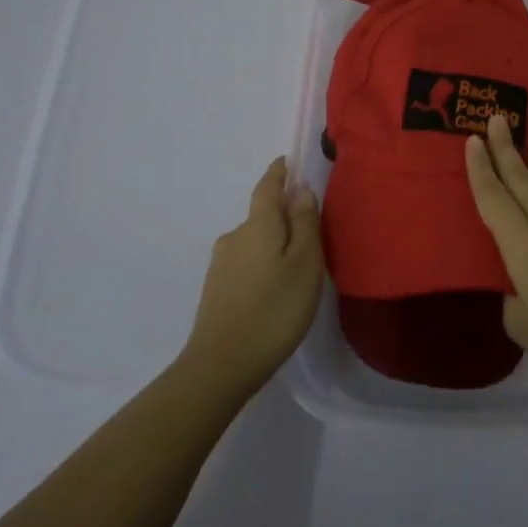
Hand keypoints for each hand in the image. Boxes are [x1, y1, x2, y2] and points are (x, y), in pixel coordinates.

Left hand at [182, 158, 323, 397]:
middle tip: (311, 234)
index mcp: (258, 225)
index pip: (267, 187)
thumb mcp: (304, 264)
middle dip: (284, 217)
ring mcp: (221, 265)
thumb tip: (300, 189)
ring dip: (273, 245)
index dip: (279, 172)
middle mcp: (234, 237)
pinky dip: (262, 266)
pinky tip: (274, 291)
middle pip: (262, 216)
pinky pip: (246, 264)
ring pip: (254, 242)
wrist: (221, 365)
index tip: (288, 161)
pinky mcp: (216, 290)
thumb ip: (305, 223)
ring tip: (296, 270)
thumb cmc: (274, 310)